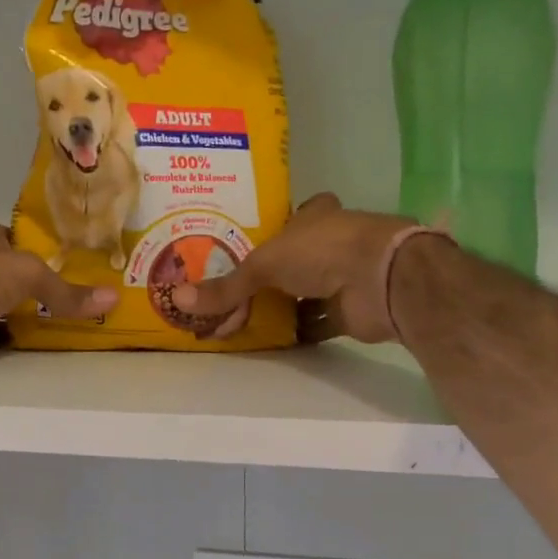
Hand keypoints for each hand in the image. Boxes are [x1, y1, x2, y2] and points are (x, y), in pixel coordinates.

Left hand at [0, 224, 116, 373]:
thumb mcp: (30, 274)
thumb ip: (68, 290)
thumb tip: (114, 299)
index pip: (28, 239)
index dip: (53, 247)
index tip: (86, 260)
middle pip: (25, 277)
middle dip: (52, 285)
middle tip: (92, 296)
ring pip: (17, 307)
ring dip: (40, 314)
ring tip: (82, 321)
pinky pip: (7, 335)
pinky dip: (26, 340)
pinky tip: (52, 344)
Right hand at [171, 194, 430, 343]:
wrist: (380, 280)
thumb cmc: (322, 251)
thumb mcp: (263, 264)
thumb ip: (226, 287)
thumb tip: (178, 299)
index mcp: (313, 217)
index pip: (287, 218)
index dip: (267, 231)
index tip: (239, 247)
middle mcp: (328, 243)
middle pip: (290, 262)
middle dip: (263, 278)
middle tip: (228, 293)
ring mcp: (341, 277)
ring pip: (302, 293)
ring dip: (277, 307)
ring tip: (239, 320)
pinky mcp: (348, 310)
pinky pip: (315, 323)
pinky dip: (294, 332)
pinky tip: (267, 340)